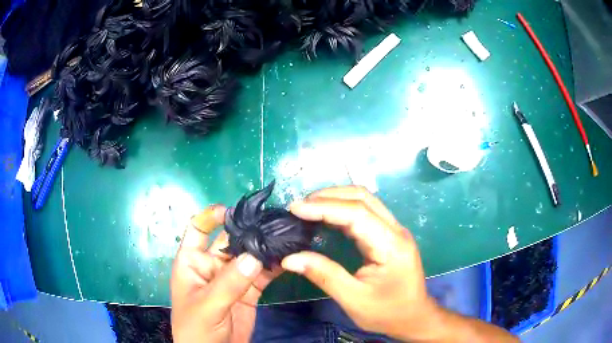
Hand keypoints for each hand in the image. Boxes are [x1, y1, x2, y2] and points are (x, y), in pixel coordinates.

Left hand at [171, 205, 278, 342]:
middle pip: (229, 240)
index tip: (236, 211)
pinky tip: (289, 258)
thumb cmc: (196, 329)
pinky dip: (274, 266)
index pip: (198, 228)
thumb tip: (254, 257)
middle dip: (249, 230)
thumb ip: (228, 282)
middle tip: (274, 222)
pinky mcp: (249, 291)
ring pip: (249, 256)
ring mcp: (232, 278)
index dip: (212, 216)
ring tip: (286, 237)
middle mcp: (212, 265)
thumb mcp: (207, 305)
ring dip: (265, 247)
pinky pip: (262, 274)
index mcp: (192, 261)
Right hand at [281, 186, 444, 340]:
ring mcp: (395, 230)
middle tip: (299, 206)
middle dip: (328, 196)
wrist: (414, 317)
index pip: (356, 214)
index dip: (324, 207)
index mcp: (391, 245)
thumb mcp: (354, 299)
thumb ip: (324, 275)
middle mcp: (396, 230)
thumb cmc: (387, 313)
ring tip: (309, 208)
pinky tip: (327, 217)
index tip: (295, 209)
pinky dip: (344, 209)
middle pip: (362, 198)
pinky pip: (366, 212)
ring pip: (365, 200)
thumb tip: (290, 259)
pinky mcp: (391, 235)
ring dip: (336, 199)